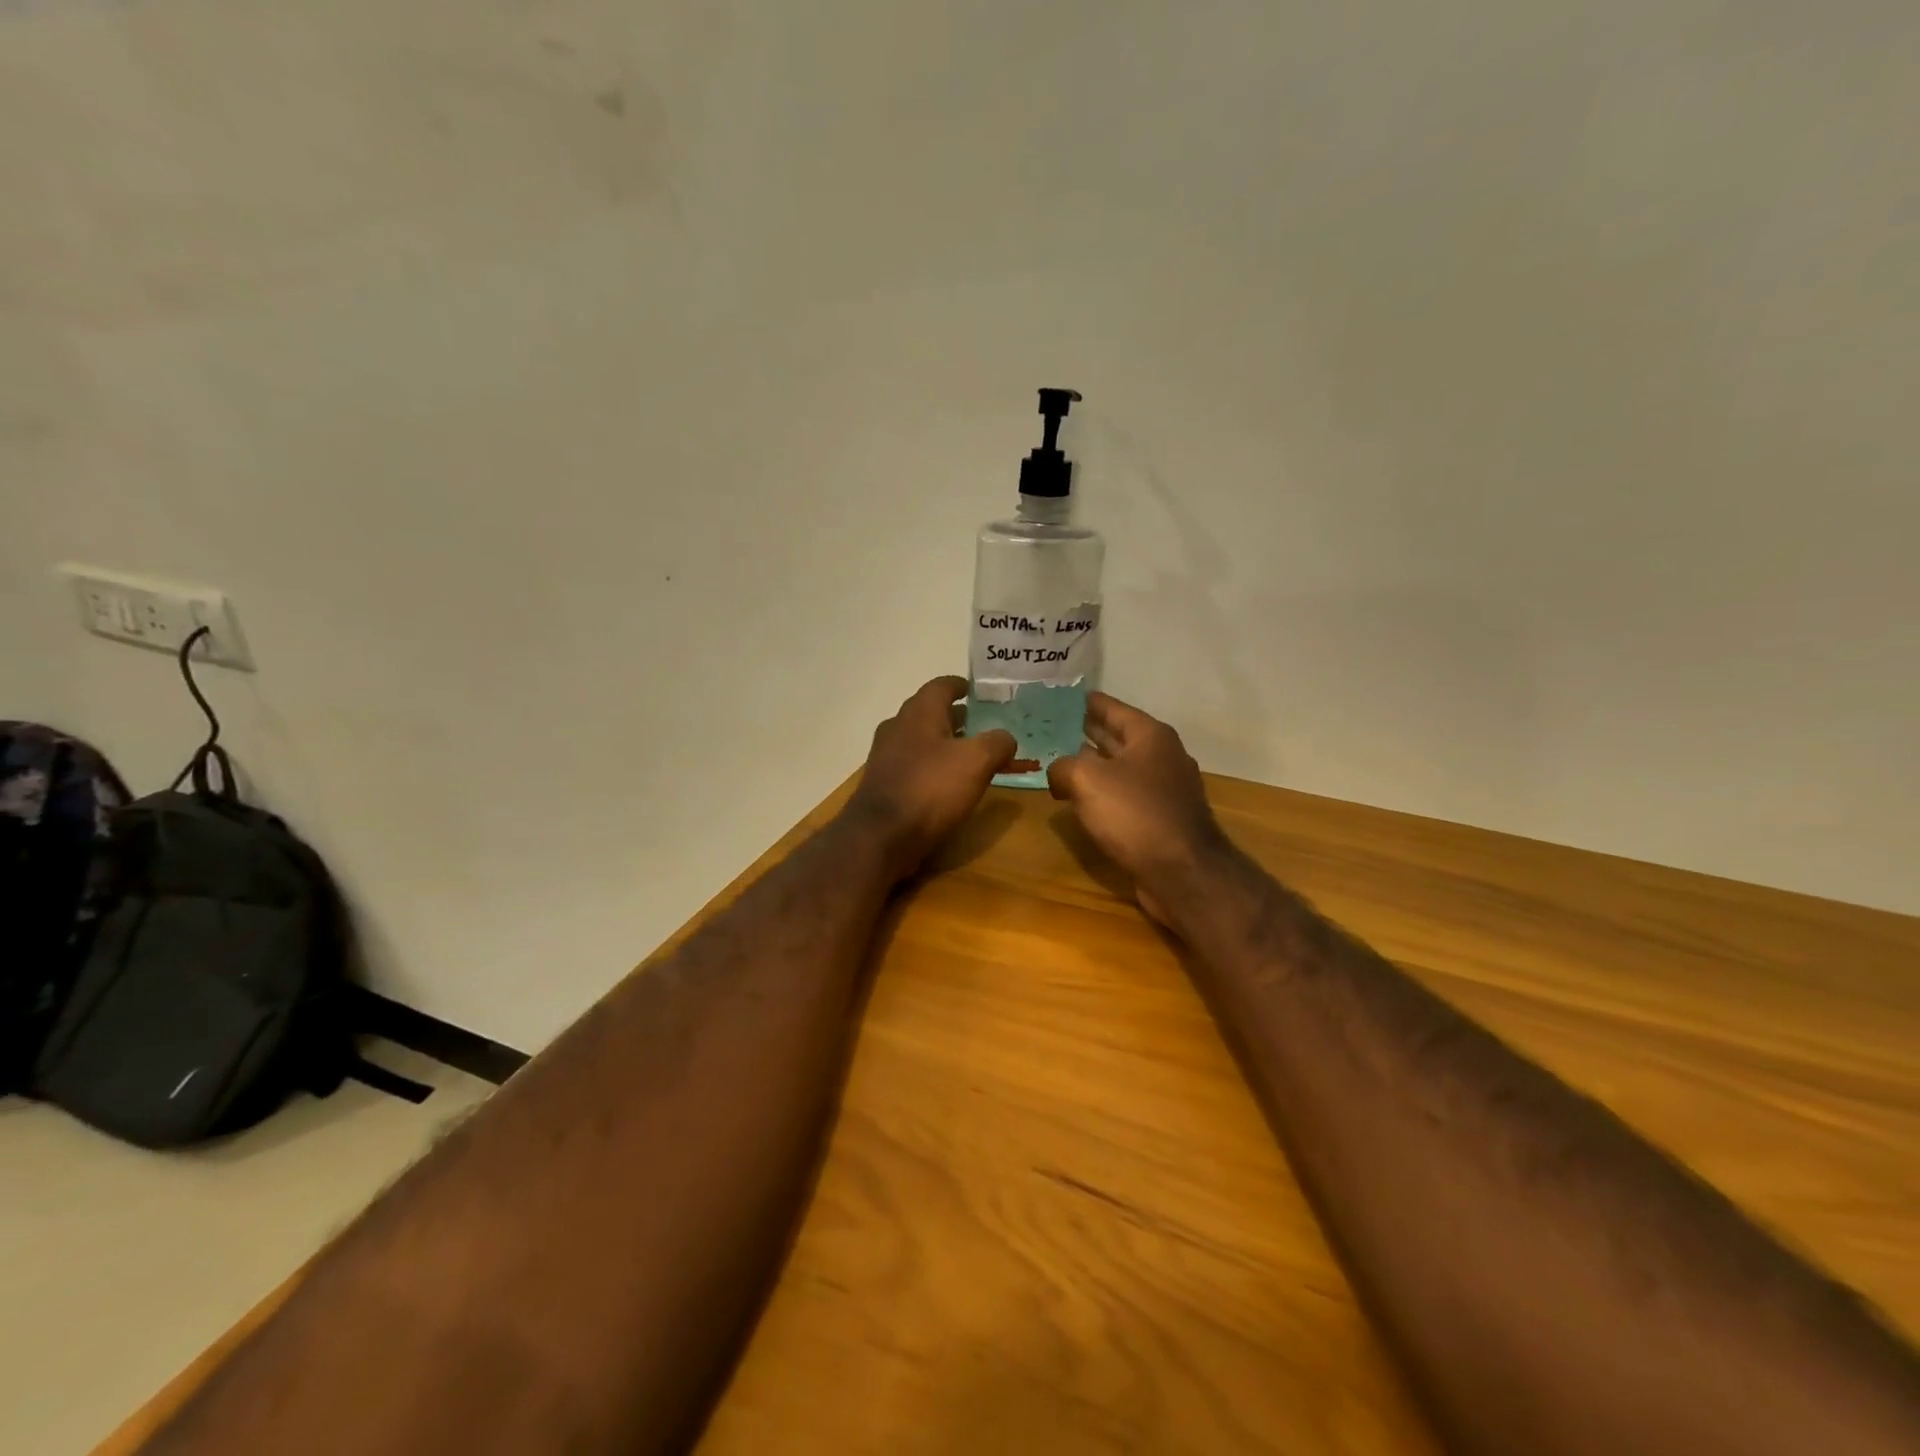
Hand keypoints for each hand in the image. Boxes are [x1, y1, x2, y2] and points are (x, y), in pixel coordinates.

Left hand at [846, 676, 1016, 879]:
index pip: (941, 685)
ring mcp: (886, 756)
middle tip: (983, 726)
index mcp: (919, 712)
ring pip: (921, 740)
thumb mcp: (977, 761)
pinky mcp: (884, 784)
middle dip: (957, 717)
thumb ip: (997, 743)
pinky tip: (949, 785)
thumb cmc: (931, 788)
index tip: (979, 691)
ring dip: (945, 744)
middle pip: (930, 713)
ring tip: (972, 757)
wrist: (881, 837)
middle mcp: (898, 727)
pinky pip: (914, 766)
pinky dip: (933, 767)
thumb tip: (1005, 738)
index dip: (962, 686)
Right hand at [1047, 693, 1230, 925]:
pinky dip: (1103, 793)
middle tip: (1049, 728)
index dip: (1082, 702)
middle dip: (1084, 732)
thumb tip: (1059, 773)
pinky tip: (1081, 800)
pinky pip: (1125, 795)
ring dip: (1092, 765)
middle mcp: (1162, 756)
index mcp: (1150, 735)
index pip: (1110, 707)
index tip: (1057, 697)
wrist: (1183, 873)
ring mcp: (1165, 789)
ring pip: (1120, 768)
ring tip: (1058, 762)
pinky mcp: (1162, 818)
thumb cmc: (1135, 815)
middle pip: (1116, 736)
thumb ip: (1064, 766)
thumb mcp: (1087, 780)